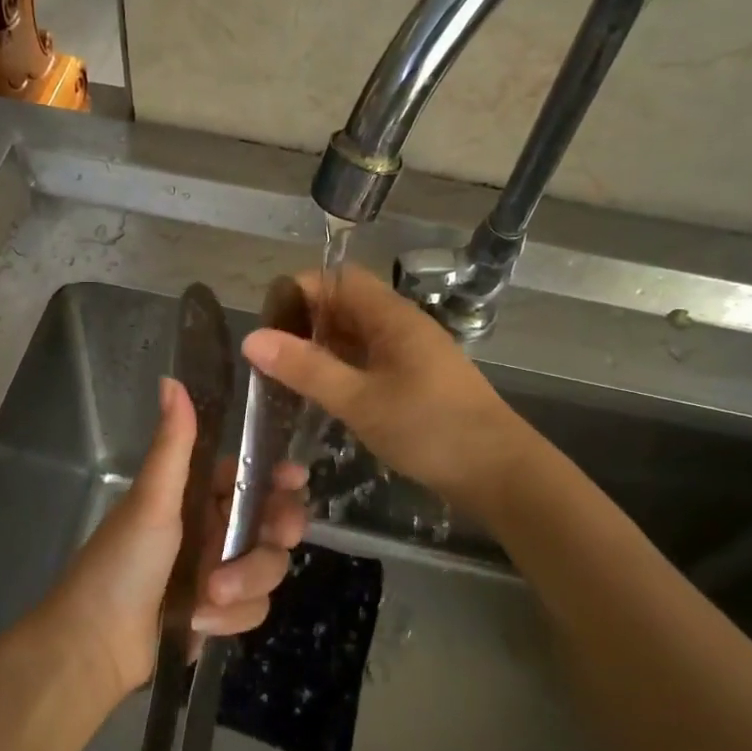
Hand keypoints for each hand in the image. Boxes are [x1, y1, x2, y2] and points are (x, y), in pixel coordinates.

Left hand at [35, 376, 308, 701]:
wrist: (95, 643)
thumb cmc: (122, 562)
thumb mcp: (152, 500)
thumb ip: (173, 444)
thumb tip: (172, 379)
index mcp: (196, 496)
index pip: (250, 475)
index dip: (277, 476)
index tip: (294, 480)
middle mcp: (212, 528)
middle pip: (273, 522)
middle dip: (274, 534)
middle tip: (277, 537)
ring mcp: (219, 571)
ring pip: (268, 568)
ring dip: (245, 582)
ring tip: (210, 596)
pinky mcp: (221, 612)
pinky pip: (254, 608)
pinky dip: (229, 617)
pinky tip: (197, 622)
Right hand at [242, 264, 520, 502]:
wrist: (498, 472)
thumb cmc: (428, 429)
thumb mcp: (358, 399)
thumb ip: (306, 369)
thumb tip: (252, 338)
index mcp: (392, 317)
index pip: (339, 278)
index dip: (300, 290)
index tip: (266, 322)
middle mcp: (402, 327)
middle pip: (345, 306)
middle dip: (305, 323)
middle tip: (268, 355)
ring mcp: (411, 355)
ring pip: (356, 337)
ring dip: (321, 349)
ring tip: (284, 376)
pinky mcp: (415, 383)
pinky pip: (368, 362)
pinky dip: (341, 370)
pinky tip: (320, 396)